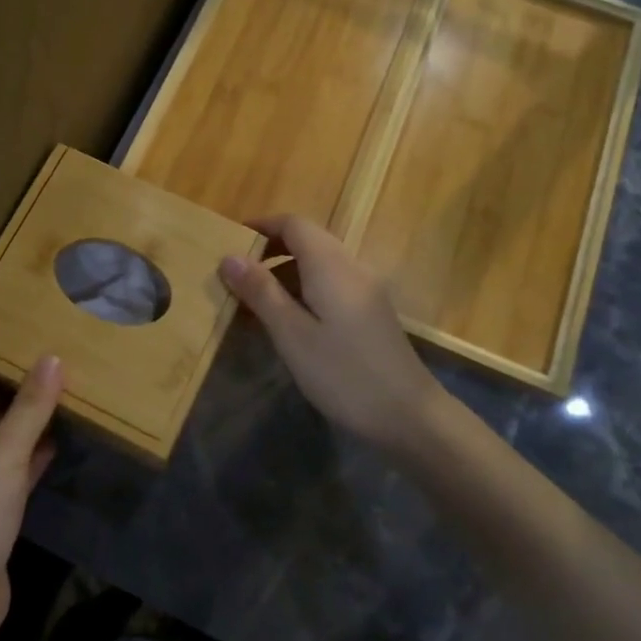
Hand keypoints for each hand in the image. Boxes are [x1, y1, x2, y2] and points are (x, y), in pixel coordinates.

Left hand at [0, 357, 61, 632]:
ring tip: (72, 409)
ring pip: (0, 448)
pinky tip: (58, 448)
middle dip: (27, 405)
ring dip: (31, 433)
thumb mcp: (6, 452)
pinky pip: (6, 476)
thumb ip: (31, 406)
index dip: (17, 378)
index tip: (55, 364)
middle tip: (71, 383)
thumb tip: (52, 357)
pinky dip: (29, 462)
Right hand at [220, 215, 444, 450]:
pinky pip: (332, 285)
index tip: (230, 242)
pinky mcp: (372, 312)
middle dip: (271, 250)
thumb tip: (230, 257)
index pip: (294, 224)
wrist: (410, 416)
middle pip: (308, 240)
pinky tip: (291, 322)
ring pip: (320, 264)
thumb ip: (261, 292)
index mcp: (331, 265)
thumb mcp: (292, 334)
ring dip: (286, 273)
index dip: (262, 226)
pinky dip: (305, 290)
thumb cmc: (344, 373)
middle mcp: (352, 267)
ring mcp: (367, 289)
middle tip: (237, 275)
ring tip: (256, 302)